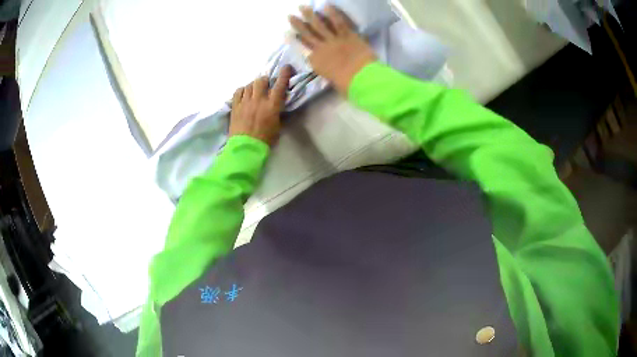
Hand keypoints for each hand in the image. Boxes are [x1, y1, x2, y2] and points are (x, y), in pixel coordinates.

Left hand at [229, 65, 292, 145]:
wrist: (246, 149)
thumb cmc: (265, 140)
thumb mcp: (278, 126)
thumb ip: (278, 112)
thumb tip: (279, 104)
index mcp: (272, 105)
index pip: (280, 85)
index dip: (284, 74)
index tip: (286, 67)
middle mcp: (258, 100)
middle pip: (261, 80)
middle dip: (265, 80)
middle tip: (266, 85)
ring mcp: (245, 102)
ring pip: (250, 84)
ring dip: (254, 85)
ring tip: (255, 91)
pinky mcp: (235, 106)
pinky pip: (238, 91)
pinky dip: (243, 90)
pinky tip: (244, 94)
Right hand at [289, 5, 376, 94]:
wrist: (362, 79)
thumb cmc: (348, 86)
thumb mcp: (333, 81)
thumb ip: (330, 72)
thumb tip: (332, 71)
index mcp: (317, 62)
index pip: (303, 48)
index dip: (294, 39)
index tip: (287, 33)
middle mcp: (321, 49)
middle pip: (308, 34)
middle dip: (298, 23)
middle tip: (291, 15)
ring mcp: (334, 40)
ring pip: (320, 26)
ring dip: (311, 15)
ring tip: (303, 7)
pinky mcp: (347, 36)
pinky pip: (339, 23)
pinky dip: (332, 14)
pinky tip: (326, 5)